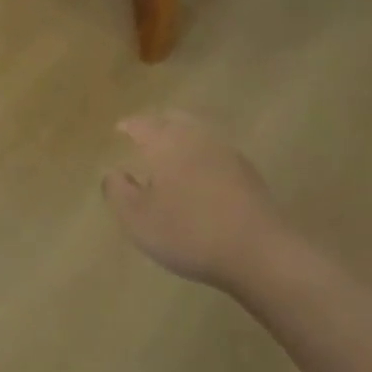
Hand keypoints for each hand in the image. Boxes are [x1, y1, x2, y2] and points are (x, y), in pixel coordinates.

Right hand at [102, 111, 289, 289]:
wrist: (259, 252)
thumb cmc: (188, 232)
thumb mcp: (137, 219)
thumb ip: (118, 191)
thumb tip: (112, 171)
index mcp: (166, 143)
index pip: (143, 124)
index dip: (129, 125)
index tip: (120, 129)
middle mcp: (196, 138)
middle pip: (174, 119)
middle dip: (157, 124)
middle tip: (145, 135)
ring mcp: (226, 153)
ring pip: (198, 133)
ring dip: (182, 138)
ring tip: (171, 154)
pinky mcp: (248, 173)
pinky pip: (216, 153)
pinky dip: (202, 155)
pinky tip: (200, 175)